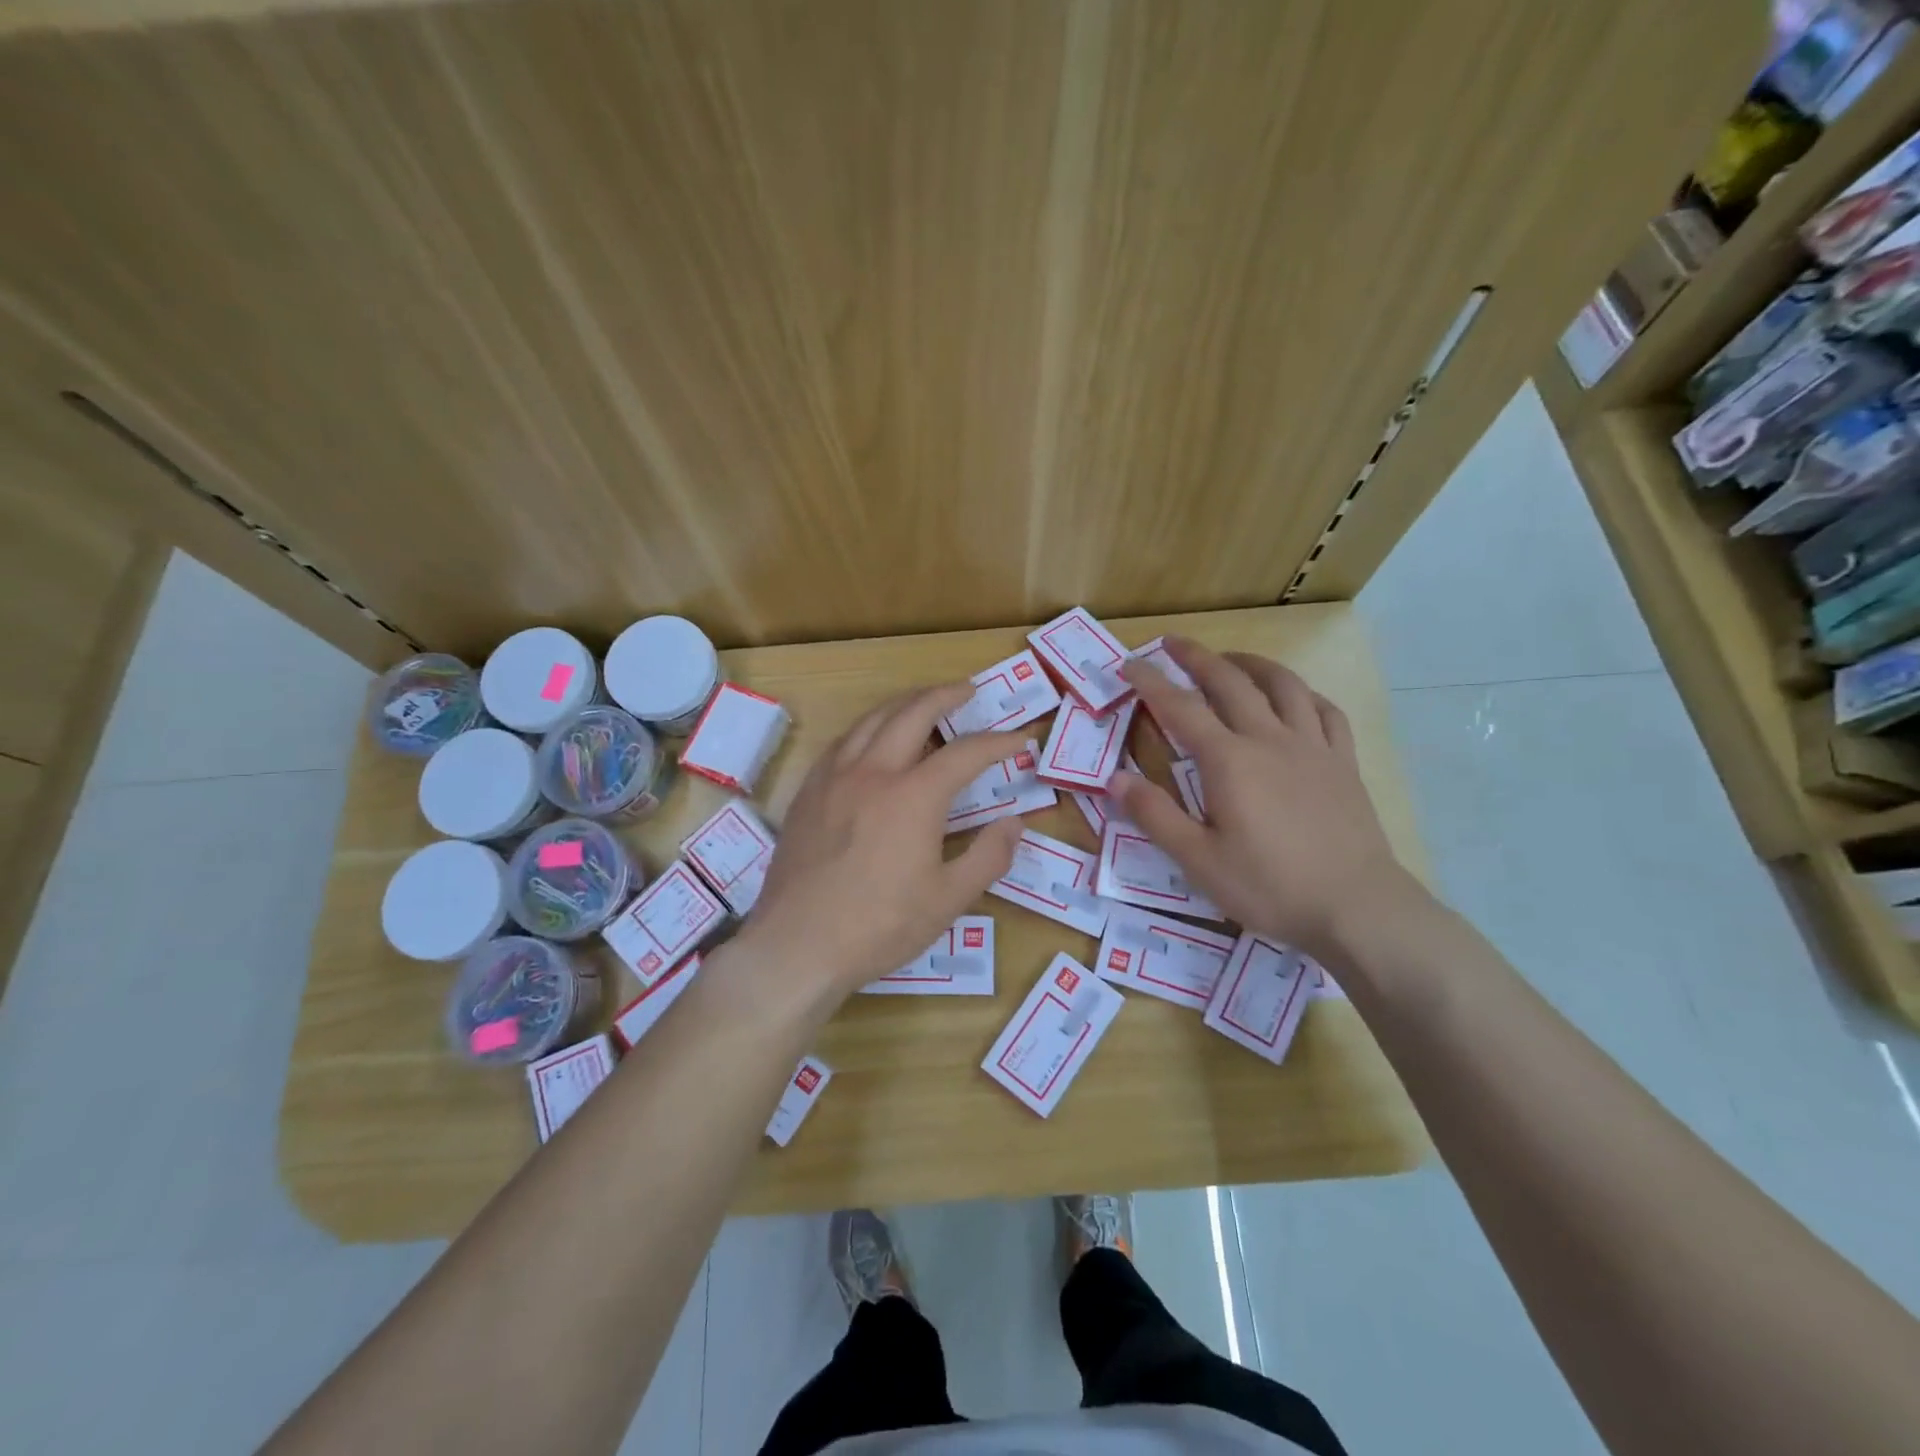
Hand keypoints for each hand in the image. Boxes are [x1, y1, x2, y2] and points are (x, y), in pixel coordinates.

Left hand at [739, 684, 1024, 1000]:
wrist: (798, 944)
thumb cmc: (880, 926)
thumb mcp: (948, 899)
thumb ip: (989, 856)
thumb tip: (1014, 823)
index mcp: (914, 796)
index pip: (966, 753)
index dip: (997, 743)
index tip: (1018, 739)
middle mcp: (873, 772)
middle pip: (913, 713)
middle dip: (945, 695)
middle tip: (967, 690)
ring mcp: (834, 777)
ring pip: (872, 719)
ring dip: (904, 703)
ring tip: (922, 702)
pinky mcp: (808, 792)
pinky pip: (842, 742)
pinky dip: (867, 728)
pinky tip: (871, 739)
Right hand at [1111, 639, 1412, 961]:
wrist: (1356, 906)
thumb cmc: (1268, 886)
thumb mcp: (1198, 860)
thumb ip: (1155, 815)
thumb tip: (1114, 779)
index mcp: (1229, 761)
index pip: (1181, 708)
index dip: (1151, 683)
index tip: (1130, 664)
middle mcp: (1269, 740)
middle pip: (1231, 682)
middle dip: (1198, 657)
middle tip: (1174, 643)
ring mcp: (1312, 747)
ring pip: (1283, 686)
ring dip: (1252, 664)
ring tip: (1232, 658)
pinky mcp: (1344, 762)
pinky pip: (1327, 712)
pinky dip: (1306, 694)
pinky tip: (1297, 696)